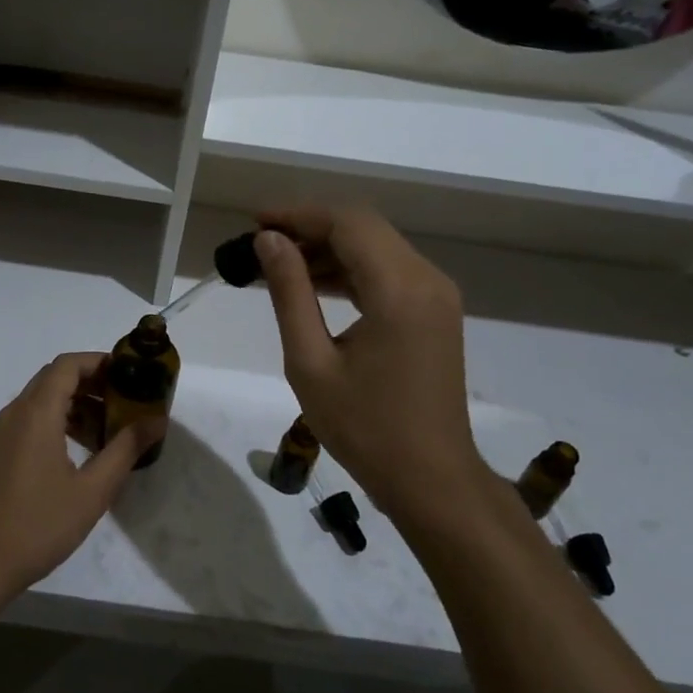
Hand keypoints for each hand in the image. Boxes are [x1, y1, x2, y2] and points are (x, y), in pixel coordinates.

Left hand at [0, 352, 164, 609]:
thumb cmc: (38, 527)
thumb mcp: (92, 491)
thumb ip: (125, 449)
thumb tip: (157, 421)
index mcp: (35, 414)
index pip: (67, 365)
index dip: (98, 362)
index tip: (127, 374)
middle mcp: (11, 415)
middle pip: (52, 379)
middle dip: (89, 383)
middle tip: (121, 402)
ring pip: (36, 403)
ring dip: (70, 406)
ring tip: (102, 432)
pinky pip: (22, 424)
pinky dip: (50, 424)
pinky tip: (68, 457)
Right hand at [254, 206, 487, 520]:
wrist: (431, 478)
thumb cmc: (364, 427)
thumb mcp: (310, 361)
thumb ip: (290, 293)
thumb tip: (269, 241)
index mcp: (399, 289)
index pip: (347, 223)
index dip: (298, 214)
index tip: (255, 222)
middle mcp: (427, 279)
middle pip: (363, 227)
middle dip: (310, 227)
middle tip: (261, 242)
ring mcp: (437, 294)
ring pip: (376, 247)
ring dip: (328, 248)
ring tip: (278, 264)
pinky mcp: (435, 311)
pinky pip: (389, 271)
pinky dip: (350, 270)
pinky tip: (314, 284)